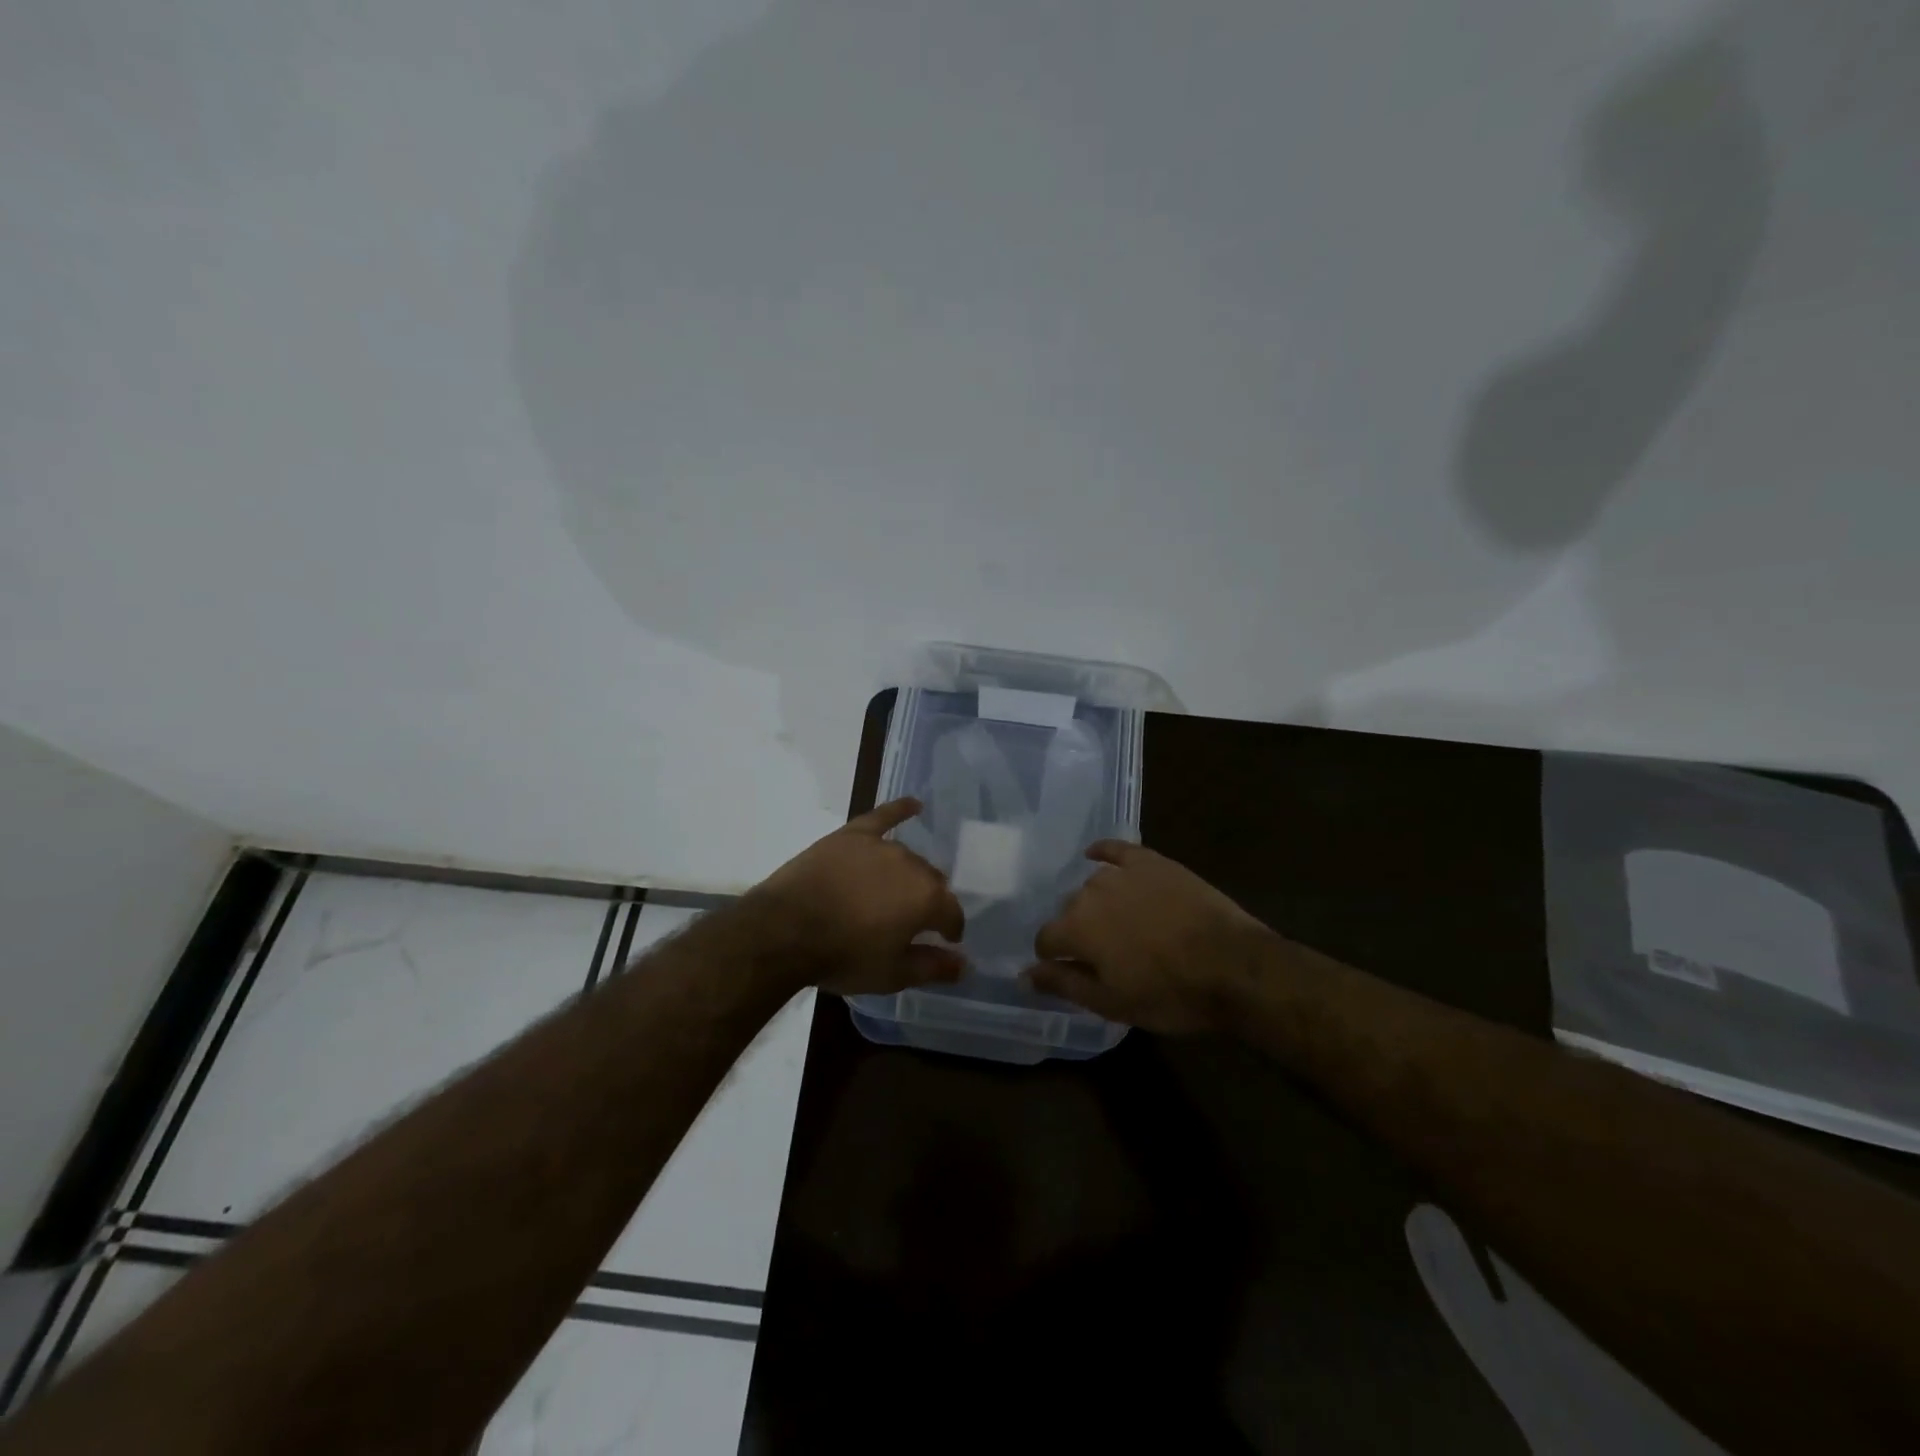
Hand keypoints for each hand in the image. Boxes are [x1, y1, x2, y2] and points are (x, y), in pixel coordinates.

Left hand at [748, 798, 966, 996]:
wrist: (785, 930)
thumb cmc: (843, 956)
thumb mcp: (892, 974)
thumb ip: (933, 967)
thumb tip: (964, 964)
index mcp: (927, 899)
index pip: (952, 914)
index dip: (950, 930)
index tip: (945, 941)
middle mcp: (911, 865)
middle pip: (931, 882)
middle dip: (929, 902)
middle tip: (912, 921)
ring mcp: (880, 846)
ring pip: (908, 859)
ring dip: (910, 875)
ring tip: (897, 892)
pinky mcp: (851, 835)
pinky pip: (882, 817)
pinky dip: (900, 810)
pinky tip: (914, 805)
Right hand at [1027, 841, 1262, 1033]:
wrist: (1233, 965)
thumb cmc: (1170, 993)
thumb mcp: (1112, 1003)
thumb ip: (1063, 984)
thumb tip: (1023, 974)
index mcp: (1076, 928)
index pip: (1046, 939)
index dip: (1052, 957)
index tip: (1067, 969)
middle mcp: (1090, 893)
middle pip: (1069, 910)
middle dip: (1077, 930)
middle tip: (1103, 952)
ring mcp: (1122, 873)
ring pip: (1092, 885)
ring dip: (1095, 902)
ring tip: (1116, 921)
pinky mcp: (1151, 861)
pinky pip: (1116, 850)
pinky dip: (1103, 852)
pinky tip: (1096, 855)